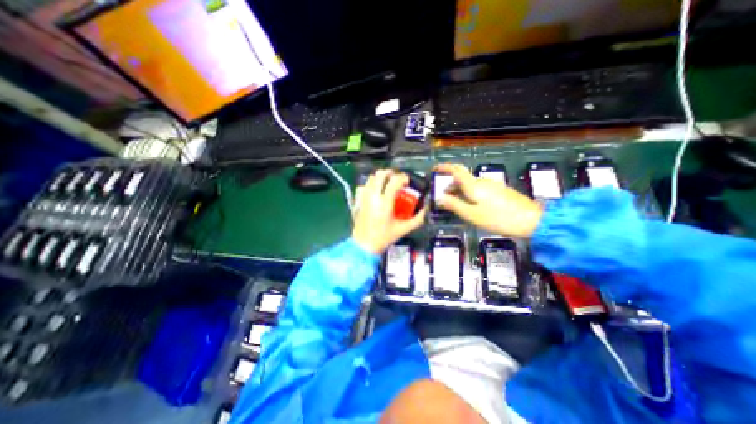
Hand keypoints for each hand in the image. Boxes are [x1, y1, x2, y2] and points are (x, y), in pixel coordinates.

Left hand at [351, 170, 427, 254]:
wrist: (364, 246)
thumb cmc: (383, 238)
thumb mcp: (403, 229)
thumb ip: (418, 218)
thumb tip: (426, 209)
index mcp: (385, 203)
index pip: (395, 181)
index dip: (403, 177)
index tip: (407, 181)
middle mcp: (373, 197)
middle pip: (381, 174)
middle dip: (391, 173)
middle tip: (397, 179)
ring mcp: (364, 198)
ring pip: (371, 178)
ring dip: (381, 178)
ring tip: (388, 184)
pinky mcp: (358, 201)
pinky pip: (363, 186)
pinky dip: (370, 185)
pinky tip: (376, 192)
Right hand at [432, 161, 543, 237]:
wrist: (532, 220)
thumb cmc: (498, 218)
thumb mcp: (471, 214)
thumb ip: (454, 205)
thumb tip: (439, 198)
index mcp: (473, 185)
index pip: (456, 170)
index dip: (444, 167)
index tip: (434, 169)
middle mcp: (482, 181)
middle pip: (461, 179)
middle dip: (450, 186)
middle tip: (443, 199)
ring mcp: (492, 185)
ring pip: (470, 185)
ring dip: (459, 192)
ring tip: (455, 206)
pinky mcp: (499, 191)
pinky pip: (478, 189)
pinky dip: (469, 194)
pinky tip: (471, 207)